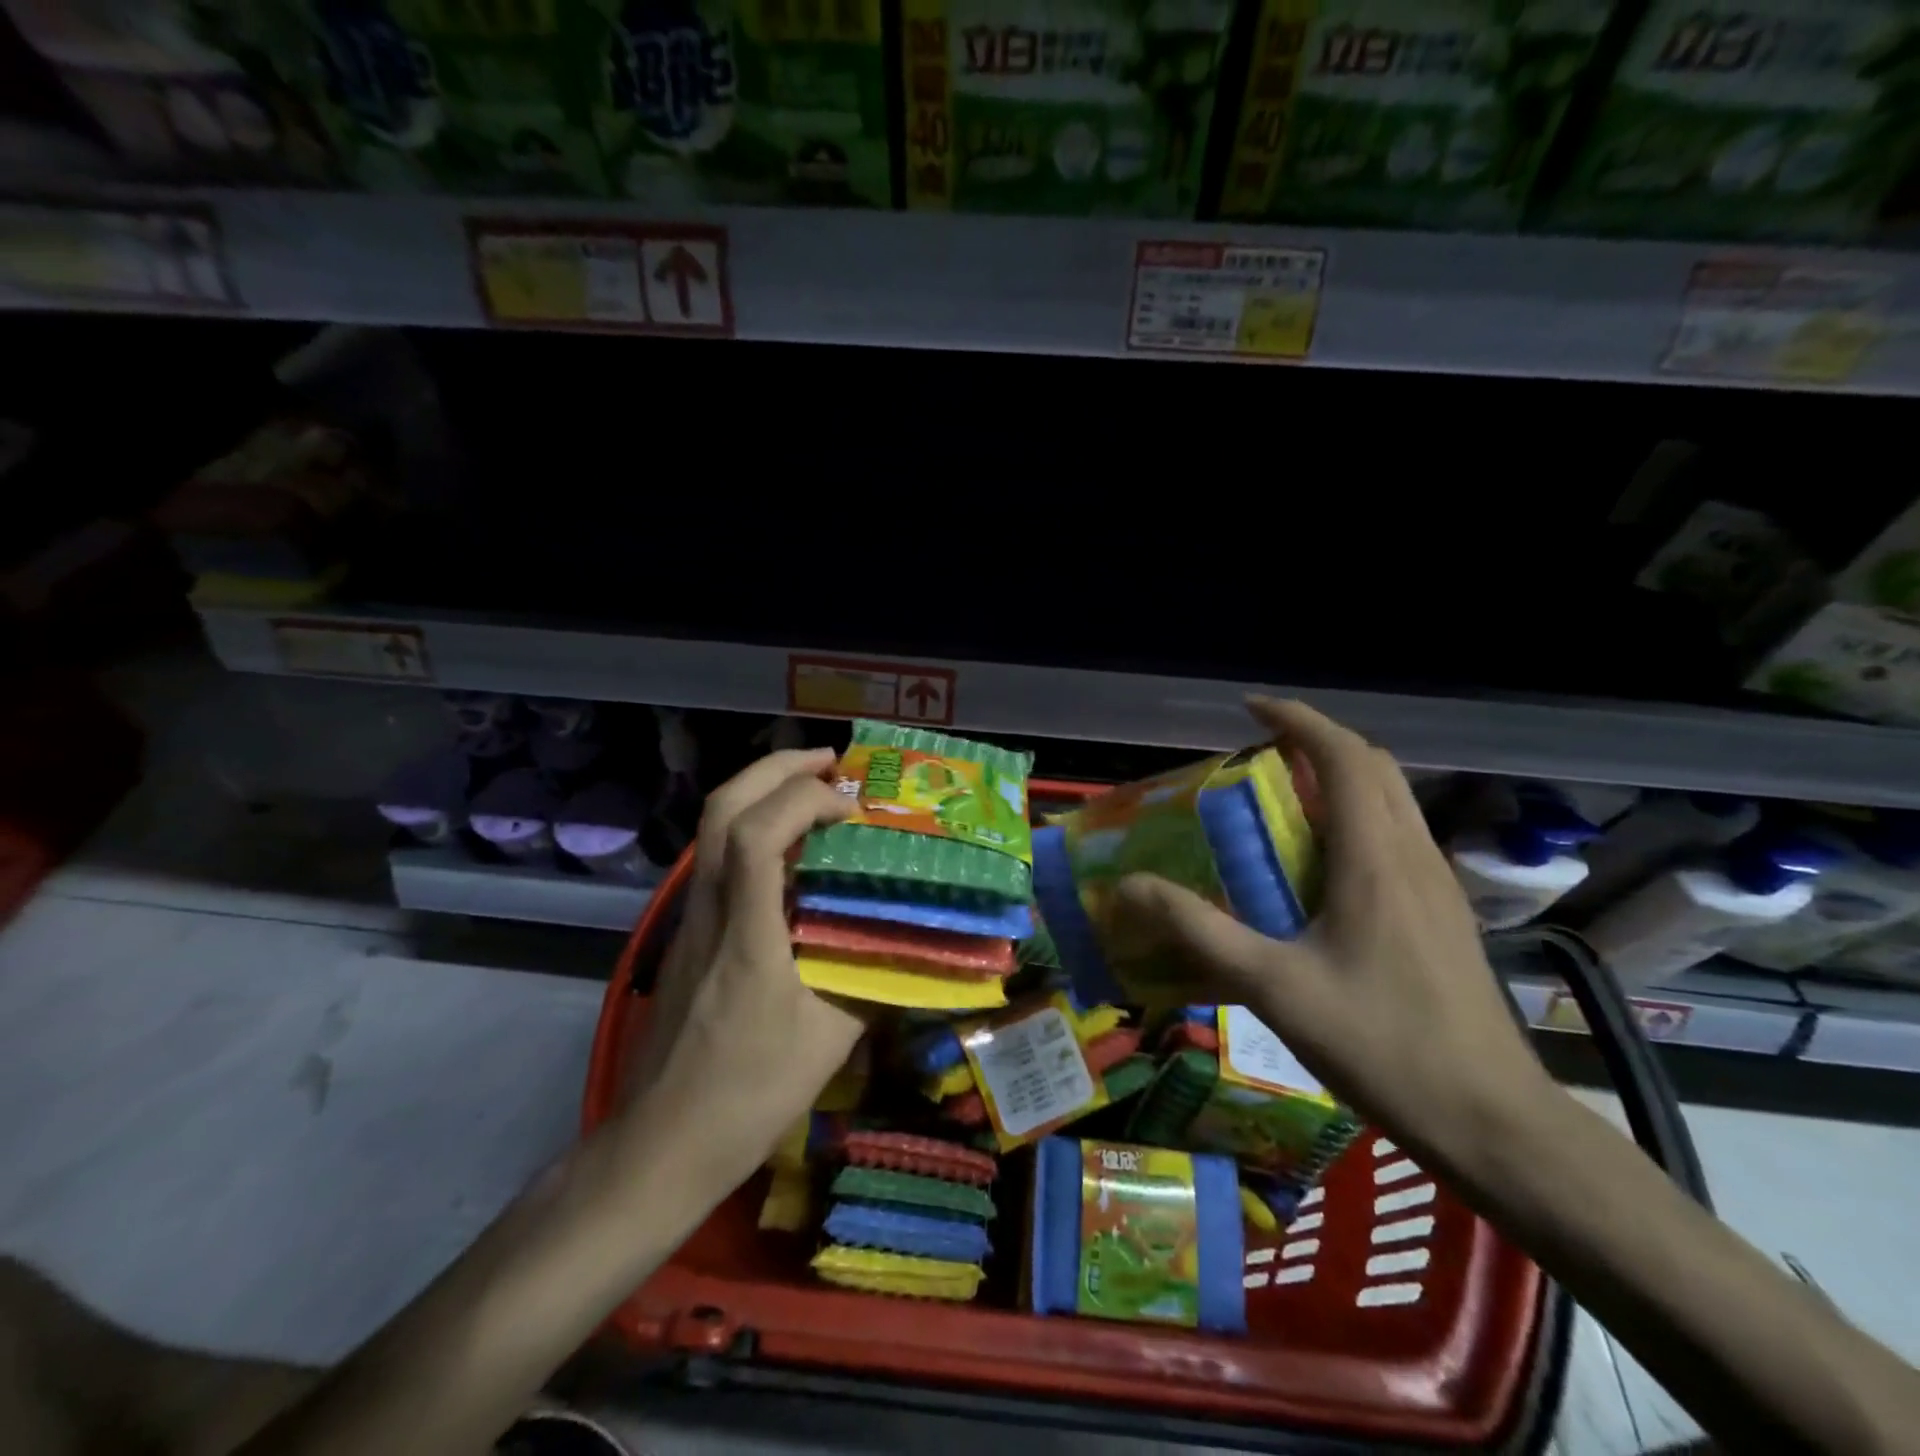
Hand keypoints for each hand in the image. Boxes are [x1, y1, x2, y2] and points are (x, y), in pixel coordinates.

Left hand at [618, 748, 864, 1186]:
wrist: (658, 1146)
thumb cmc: (746, 1097)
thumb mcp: (828, 1045)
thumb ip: (873, 985)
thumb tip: (914, 948)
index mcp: (745, 933)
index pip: (756, 834)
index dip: (803, 800)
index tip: (851, 807)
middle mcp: (710, 909)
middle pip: (722, 808)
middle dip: (777, 768)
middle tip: (832, 762)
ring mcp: (692, 919)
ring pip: (713, 827)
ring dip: (764, 792)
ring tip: (817, 793)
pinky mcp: (690, 934)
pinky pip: (719, 858)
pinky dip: (755, 829)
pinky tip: (794, 855)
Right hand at [1113, 698, 1551, 1172]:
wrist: (1494, 1122)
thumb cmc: (1382, 1045)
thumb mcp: (1274, 987)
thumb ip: (1198, 931)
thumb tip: (1129, 887)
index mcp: (1375, 857)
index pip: (1343, 755)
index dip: (1296, 719)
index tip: (1249, 709)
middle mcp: (1412, 854)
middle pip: (1372, 766)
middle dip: (1315, 742)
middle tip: (1257, 755)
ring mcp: (1436, 885)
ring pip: (1390, 800)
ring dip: (1338, 779)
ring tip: (1279, 801)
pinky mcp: (1443, 914)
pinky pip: (1395, 836)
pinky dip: (1354, 819)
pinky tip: (1317, 867)